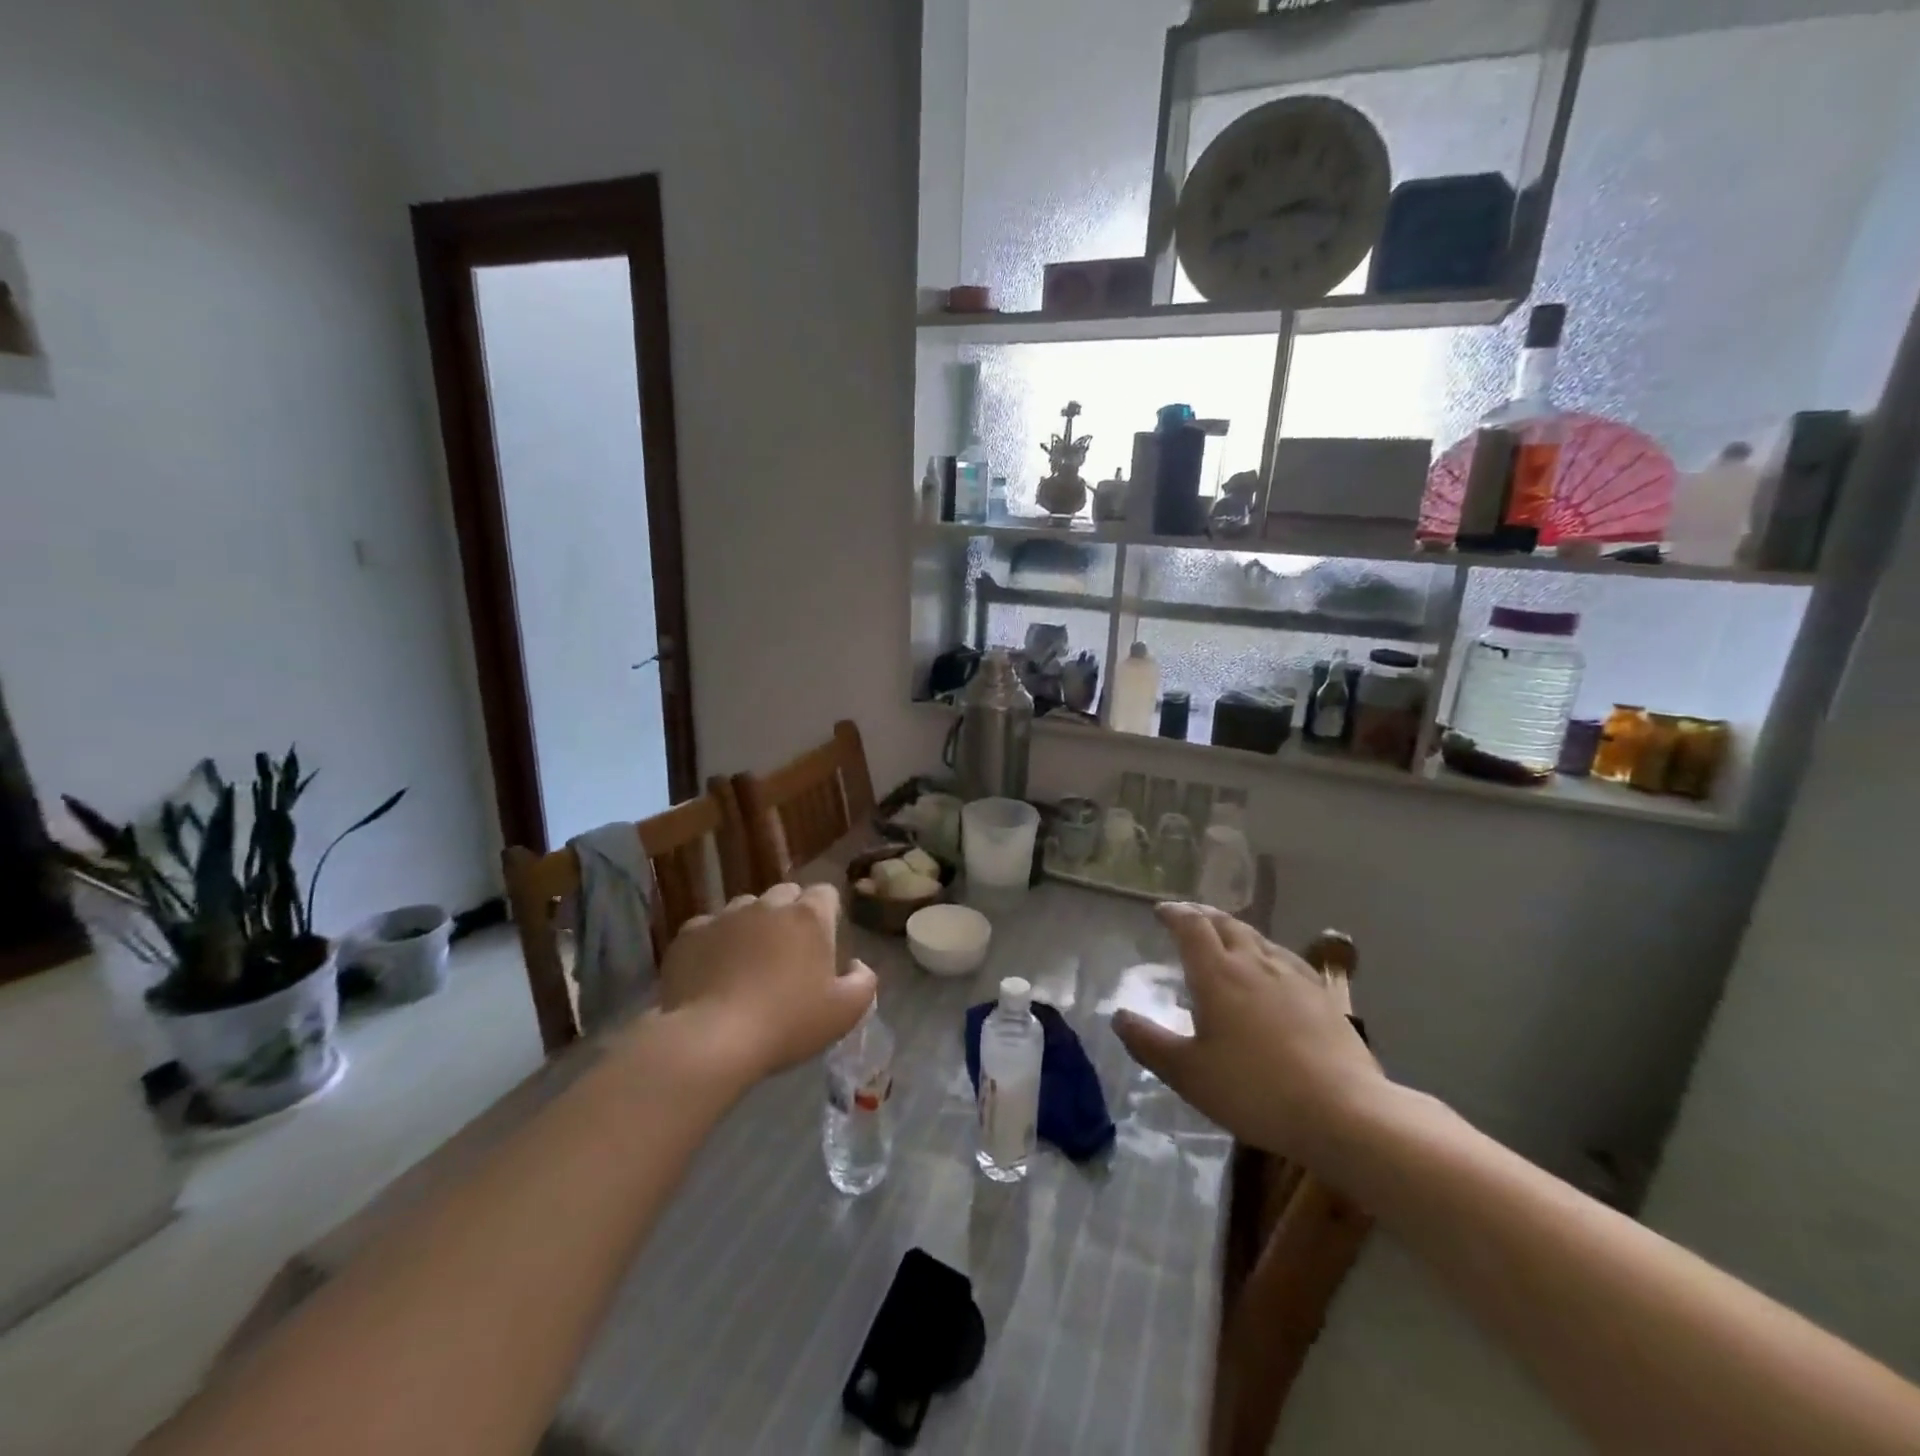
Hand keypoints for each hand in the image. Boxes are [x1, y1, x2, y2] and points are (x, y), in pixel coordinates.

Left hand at [650, 882, 876, 1089]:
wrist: (711, 1039)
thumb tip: (857, 964)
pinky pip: (709, 928)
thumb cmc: (787, 1023)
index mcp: (808, 916)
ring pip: (746, 908)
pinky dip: (715, 942)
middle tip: (788, 954)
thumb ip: (864, 981)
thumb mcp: (845, 1012)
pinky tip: (713, 972)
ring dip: (752, 926)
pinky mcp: (690, 933)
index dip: (828, 914)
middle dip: (791, 914)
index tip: (824, 943)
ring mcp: (725, 915)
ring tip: (748, 962)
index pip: (826, 893)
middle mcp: (768, 904)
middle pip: (786, 894)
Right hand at [1112, 903, 1386, 1169]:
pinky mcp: (1321, 995)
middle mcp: (1253, 963)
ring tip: (1224, 937)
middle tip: (1187, 918)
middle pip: (1225, 924)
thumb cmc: (1254, 1090)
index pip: (1192, 926)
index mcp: (1217, 974)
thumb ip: (1149, 1043)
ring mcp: (1292, 976)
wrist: (1343, 1112)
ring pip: (1257, 937)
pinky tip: (1270, 968)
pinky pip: (1284, 957)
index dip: (1174, 914)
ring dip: (1233, 930)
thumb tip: (1118, 1016)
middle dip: (1202, 915)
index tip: (1160, 911)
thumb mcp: (1188, 1074)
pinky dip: (1264, 951)